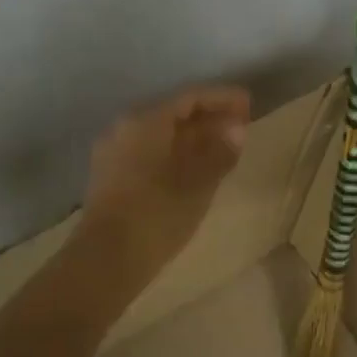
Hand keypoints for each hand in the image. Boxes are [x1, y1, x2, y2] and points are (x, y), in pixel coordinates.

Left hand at [78, 84, 250, 280]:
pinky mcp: (111, 176)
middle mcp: (125, 128)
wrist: (107, 259)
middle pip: (173, 113)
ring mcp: (114, 152)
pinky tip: (195, 168)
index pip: (190, 98)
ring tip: (223, 148)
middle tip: (240, 126)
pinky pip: (150, 152)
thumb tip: (236, 128)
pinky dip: (175, 154)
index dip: (222, 99)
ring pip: (160, 135)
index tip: (249, 104)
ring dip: (193, 138)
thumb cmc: (157, 215)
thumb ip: (219, 152)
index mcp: (145, 121)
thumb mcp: (198, 184)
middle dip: (208, 118)